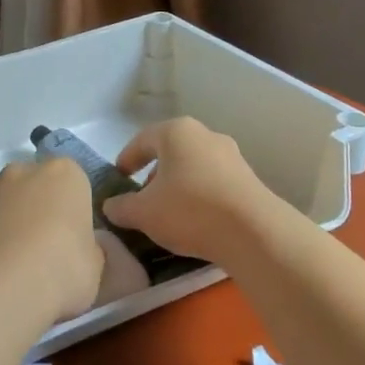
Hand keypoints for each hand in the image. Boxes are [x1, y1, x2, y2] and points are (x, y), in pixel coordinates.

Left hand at [0, 158, 102, 324]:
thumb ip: (88, 250)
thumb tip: (81, 251)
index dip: (69, 207)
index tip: (70, 236)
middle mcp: (20, 171)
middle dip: (30, 205)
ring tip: (1, 255)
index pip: (71, 180)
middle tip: (36, 247)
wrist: (2, 286)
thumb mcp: (95, 267)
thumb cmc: (61, 270)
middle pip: (28, 182)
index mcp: (63, 175)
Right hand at [101, 117, 282, 265]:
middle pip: (170, 152)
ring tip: (170, 213)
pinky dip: (200, 195)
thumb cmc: (189, 210)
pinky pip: (214, 182)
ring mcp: (232, 156)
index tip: (119, 177)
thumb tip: (110, 206)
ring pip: (194, 166)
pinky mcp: (249, 179)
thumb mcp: (143, 213)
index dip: (127, 159)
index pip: (142, 140)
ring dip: (178, 185)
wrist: (254, 232)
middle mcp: (205, 135)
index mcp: (176, 132)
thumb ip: (121, 207)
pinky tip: (196, 220)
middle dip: (154, 174)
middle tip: (143, 198)